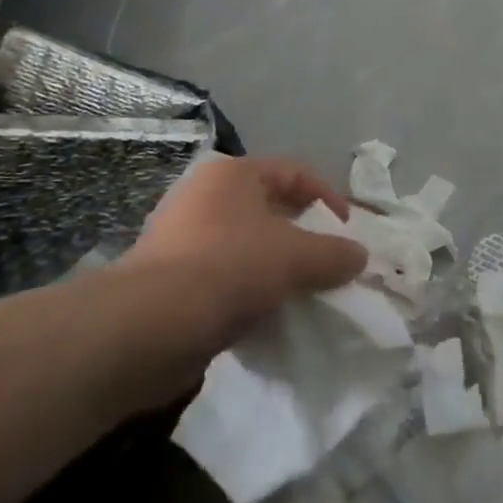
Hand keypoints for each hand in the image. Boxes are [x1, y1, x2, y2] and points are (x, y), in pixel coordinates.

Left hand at [111, 155, 366, 400]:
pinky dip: (247, 294)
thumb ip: (333, 254)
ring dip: (275, 270)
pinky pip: (222, 280)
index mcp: (233, 174)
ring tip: (300, 295)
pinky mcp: (167, 282)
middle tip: (326, 264)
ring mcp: (180, 239)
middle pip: (270, 209)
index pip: (295, 172)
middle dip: (303, 237)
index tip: (346, 232)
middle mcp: (204, 197)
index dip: (327, 197)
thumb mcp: (295, 258)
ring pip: (246, 247)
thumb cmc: (228, 269)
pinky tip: (265, 319)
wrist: (145, 330)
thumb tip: (358, 256)